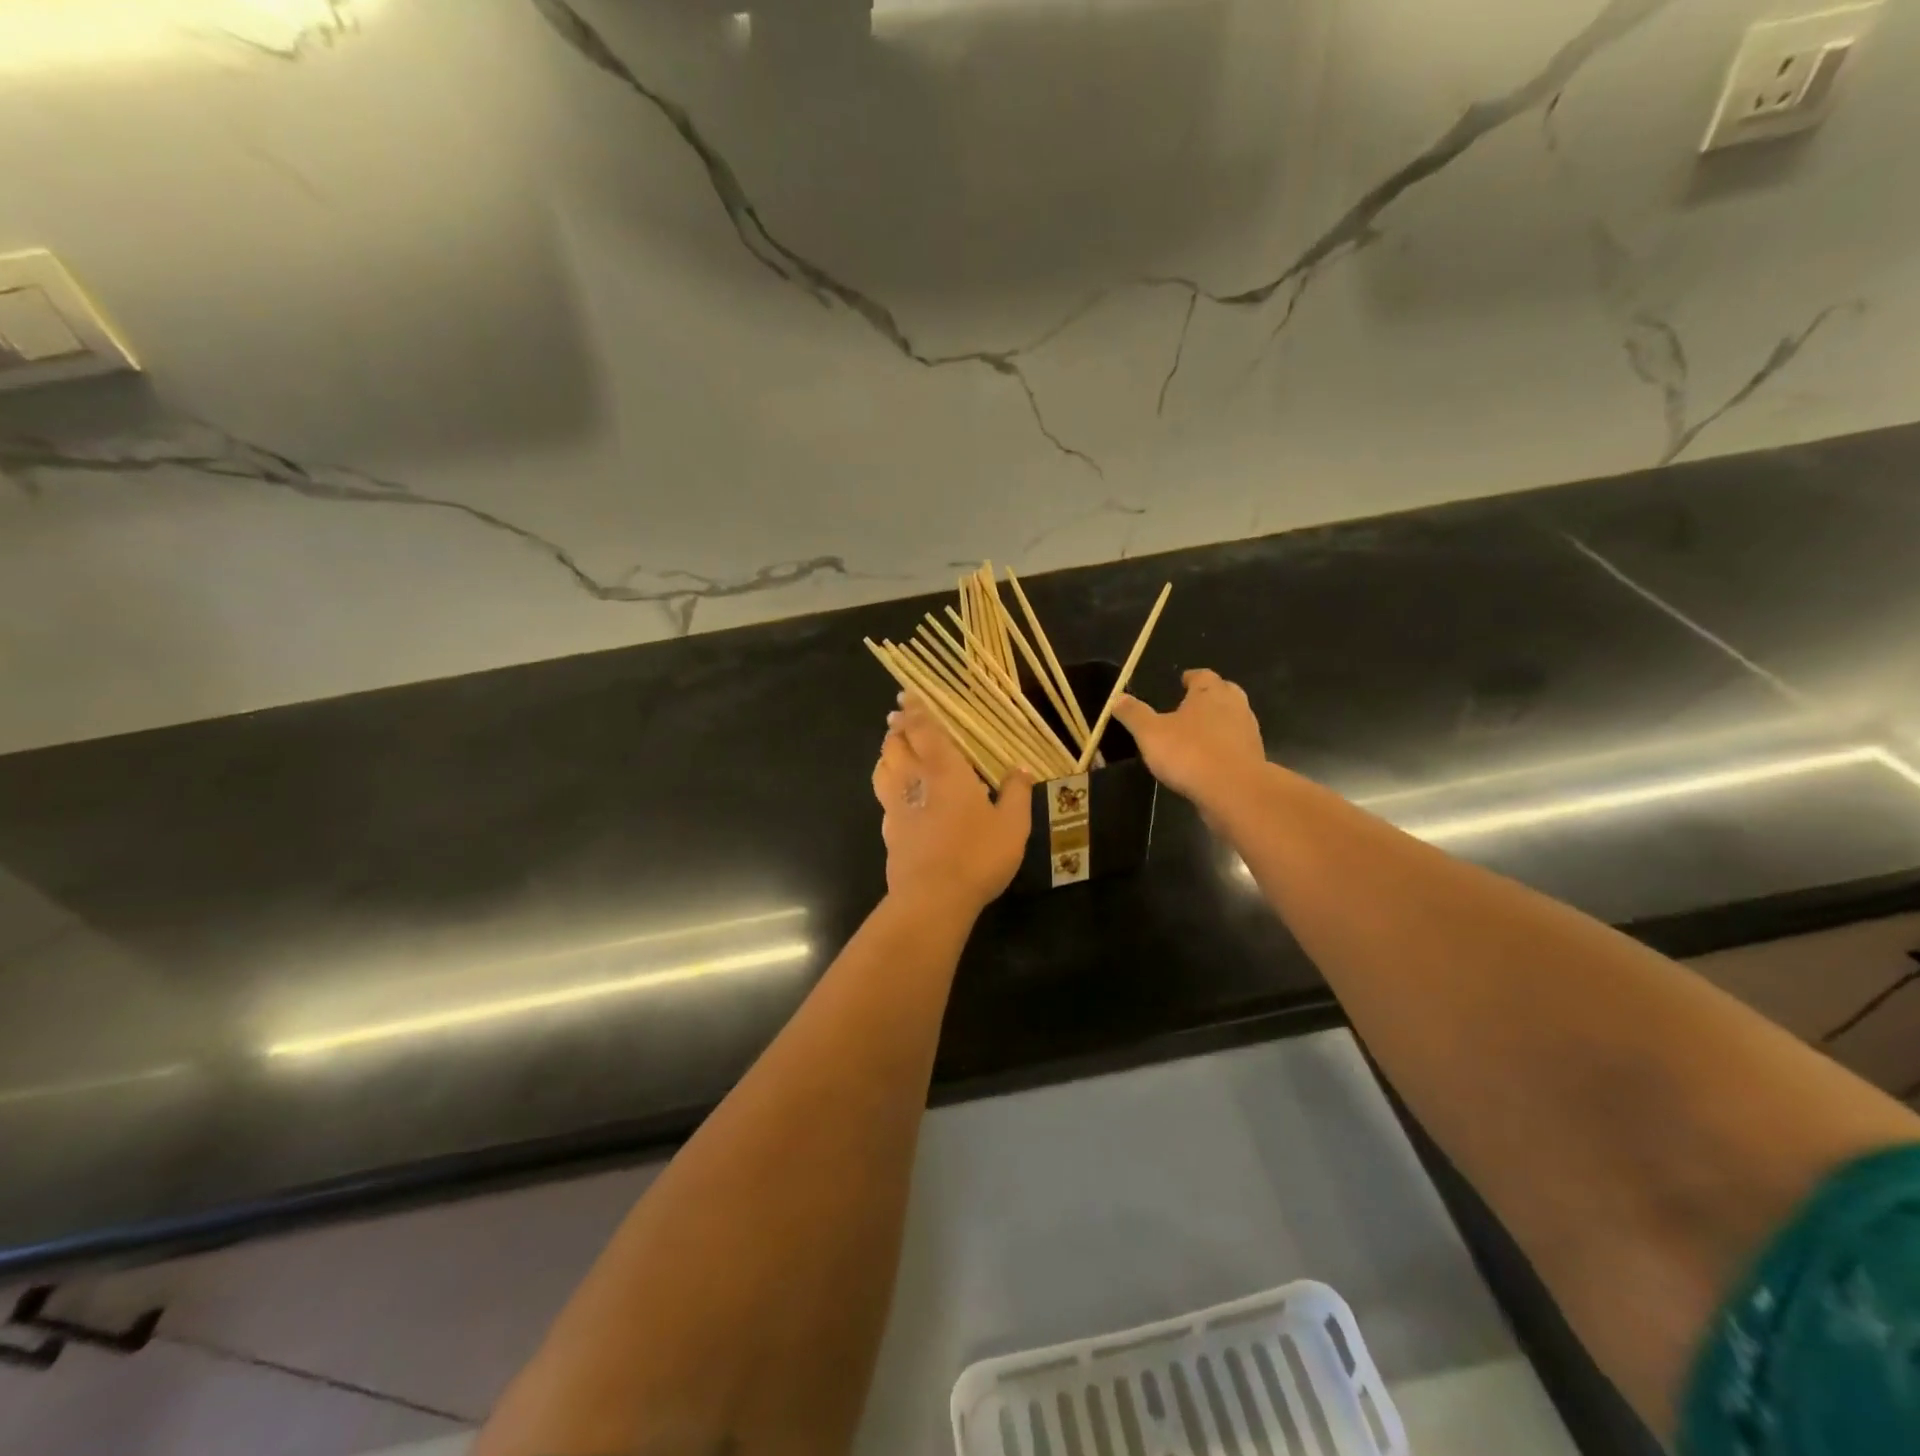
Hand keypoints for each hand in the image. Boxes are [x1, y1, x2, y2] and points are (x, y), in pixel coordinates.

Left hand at [871, 697, 1032, 914]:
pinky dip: (888, 785)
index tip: (907, 696)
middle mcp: (914, 781)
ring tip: (896, 751)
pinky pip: (883, 798)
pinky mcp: (889, 832)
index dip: (915, 710)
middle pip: (895, 744)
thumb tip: (1021, 770)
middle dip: (897, 728)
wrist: (932, 898)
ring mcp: (895, 807)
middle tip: (900, 719)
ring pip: (882, 768)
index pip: (923, 729)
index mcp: (944, 770)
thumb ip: (1017, 794)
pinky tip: (900, 796)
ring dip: (887, 754)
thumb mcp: (1012, 825)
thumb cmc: (977, 855)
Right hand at [1112, 669, 1265, 808]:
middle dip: (1209, 696)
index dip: (1191, 677)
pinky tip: (1210, 759)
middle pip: (1225, 692)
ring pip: (1234, 718)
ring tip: (1199, 733)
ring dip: (1219, 722)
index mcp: (1209, 693)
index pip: (1203, 676)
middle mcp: (1234, 706)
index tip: (1183, 681)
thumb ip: (1134, 714)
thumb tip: (1117, 697)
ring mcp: (1248, 732)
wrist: (1234, 791)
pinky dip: (1225, 746)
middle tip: (1192, 704)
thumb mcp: (1150, 733)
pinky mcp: (1254, 757)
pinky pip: (1237, 744)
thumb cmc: (1189, 753)